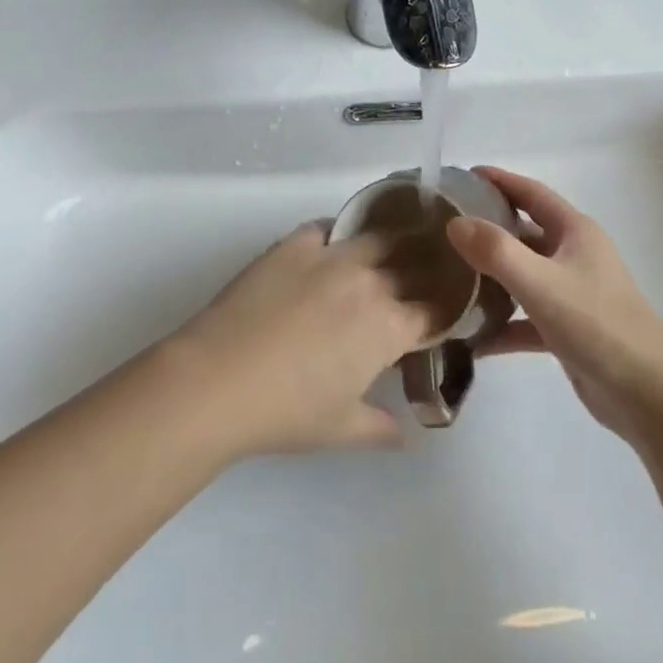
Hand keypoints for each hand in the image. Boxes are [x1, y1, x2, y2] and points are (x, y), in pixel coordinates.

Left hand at [172, 223, 435, 459]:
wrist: (218, 379)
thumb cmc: (287, 412)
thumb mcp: (341, 429)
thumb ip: (381, 428)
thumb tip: (405, 435)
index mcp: (389, 326)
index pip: (435, 311)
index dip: (444, 312)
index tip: (441, 315)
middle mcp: (370, 281)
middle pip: (413, 265)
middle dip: (424, 273)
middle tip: (421, 279)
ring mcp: (331, 256)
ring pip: (377, 238)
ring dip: (390, 245)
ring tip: (388, 250)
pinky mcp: (294, 243)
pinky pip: (328, 227)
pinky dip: (338, 234)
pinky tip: (333, 245)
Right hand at [447, 167, 662, 444]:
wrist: (650, 397)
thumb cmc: (599, 326)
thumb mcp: (542, 283)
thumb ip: (496, 251)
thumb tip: (454, 222)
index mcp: (575, 232)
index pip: (531, 193)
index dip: (498, 180)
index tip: (460, 177)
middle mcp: (575, 255)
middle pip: (524, 232)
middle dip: (487, 228)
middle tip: (443, 229)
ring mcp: (572, 294)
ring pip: (523, 275)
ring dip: (490, 277)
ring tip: (447, 278)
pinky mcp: (568, 330)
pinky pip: (526, 319)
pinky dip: (502, 325)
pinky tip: (470, 339)